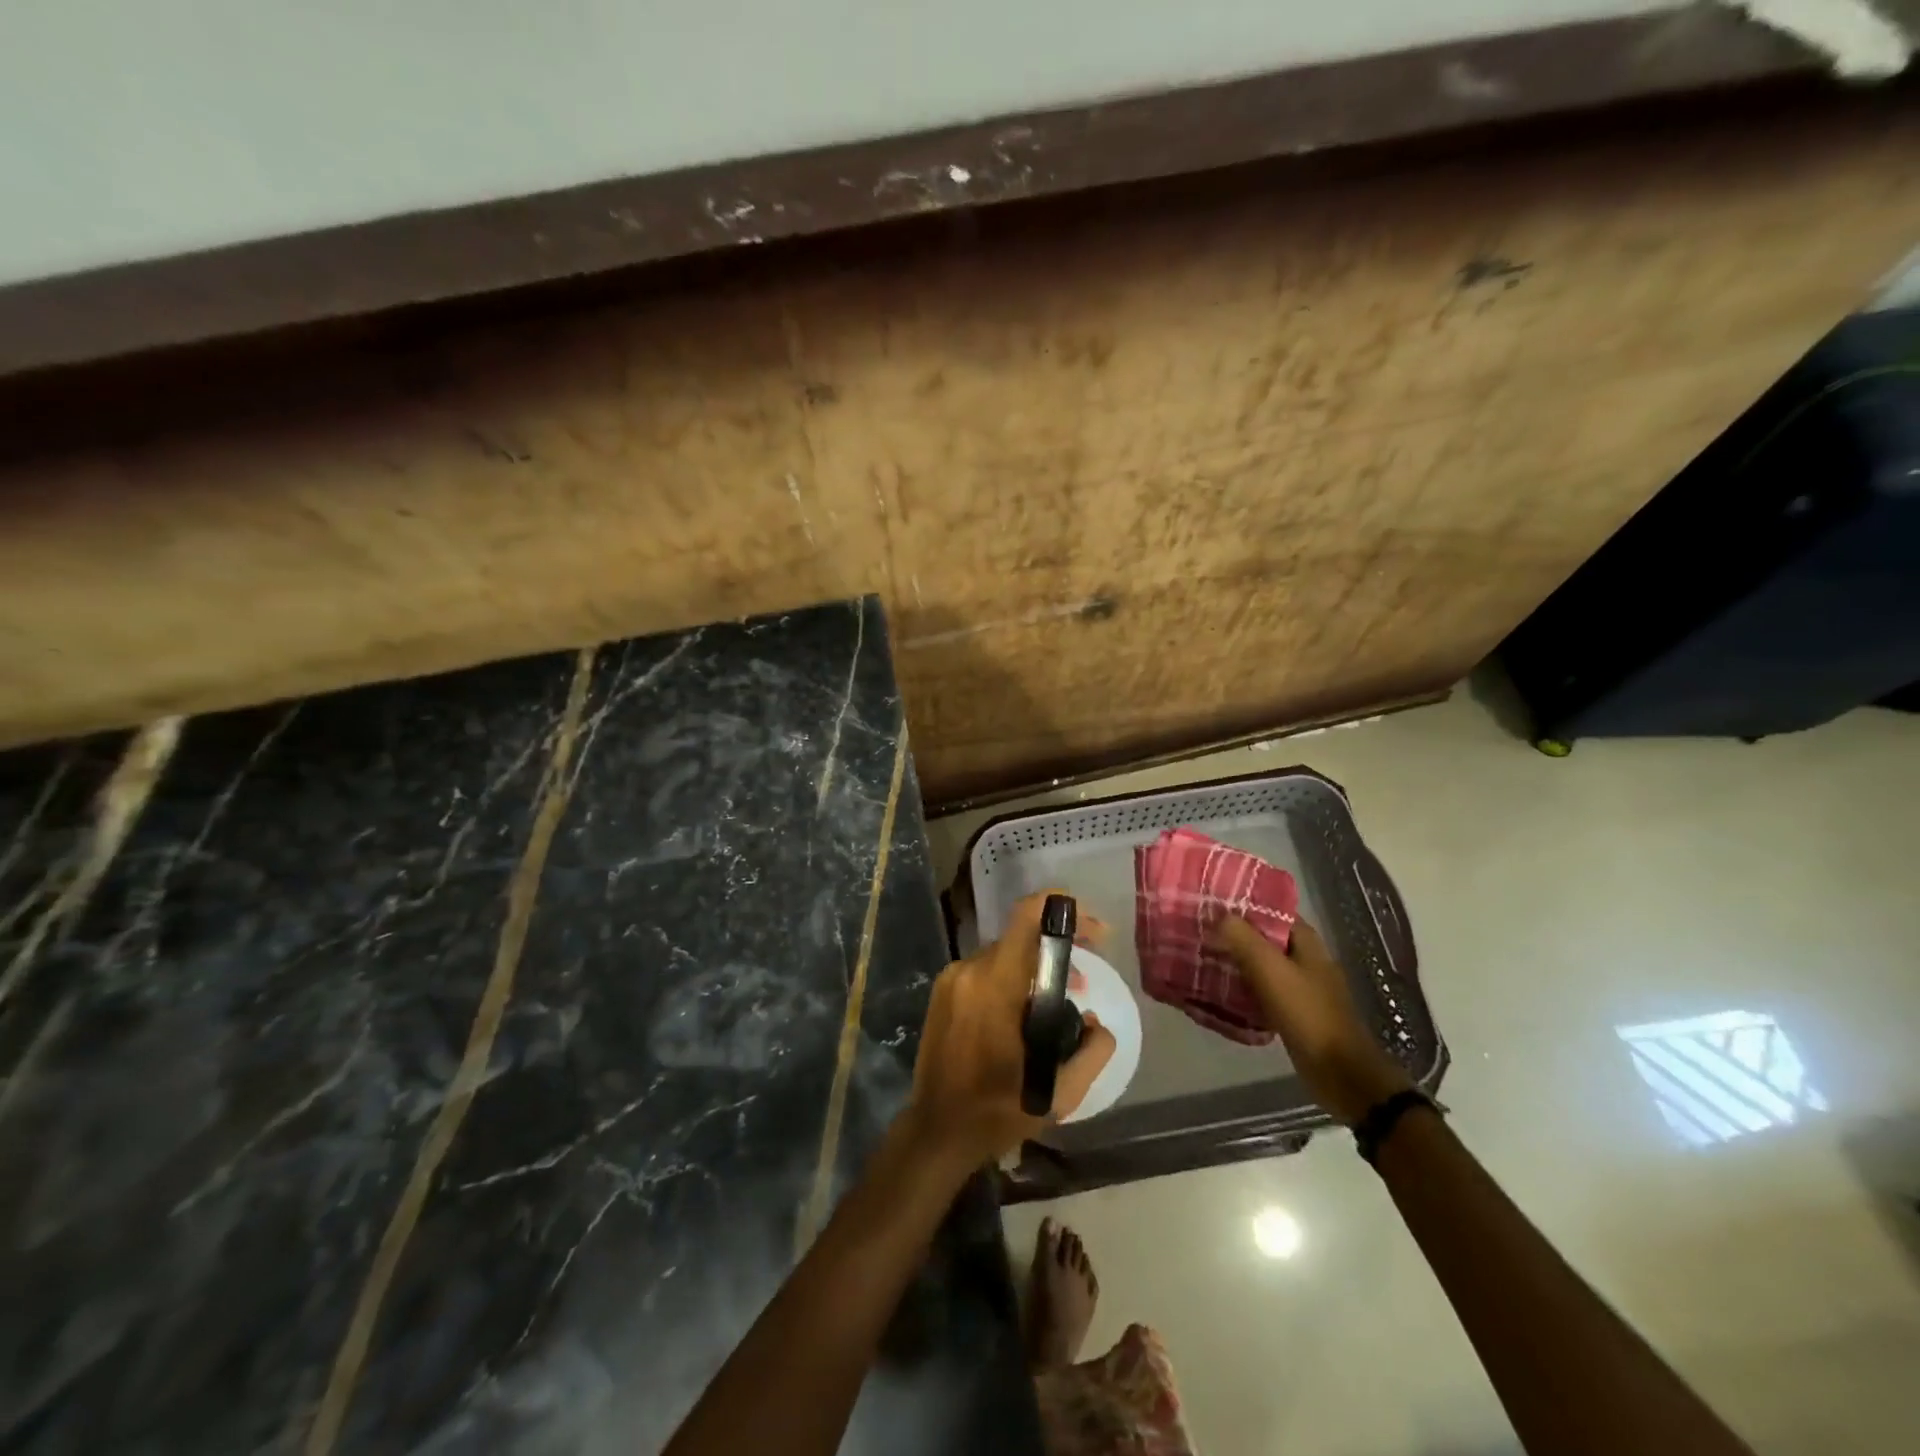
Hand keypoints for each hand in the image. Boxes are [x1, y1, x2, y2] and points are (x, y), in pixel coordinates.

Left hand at [907, 891, 1117, 1170]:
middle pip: (1020, 939)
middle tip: (1083, 983)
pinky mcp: (942, 992)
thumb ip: (1091, 1052)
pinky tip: (1022, 1014)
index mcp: (995, 985)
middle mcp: (969, 970)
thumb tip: (1097, 1022)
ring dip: (1033, 969)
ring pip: (1003, 956)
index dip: (1062, 908)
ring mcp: (951, 979)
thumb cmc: (997, 1112)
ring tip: (1056, 1004)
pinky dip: (1010, 980)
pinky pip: (985, 971)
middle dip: (1057, 951)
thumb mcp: (1058, 1093)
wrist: (936, 1131)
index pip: (1026, 918)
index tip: (1092, 928)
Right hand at [1214, 916, 1411, 1125]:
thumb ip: (1243, 938)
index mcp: (1306, 942)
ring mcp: (1301, 986)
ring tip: (1202, 956)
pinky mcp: (1293, 1011)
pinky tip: (1218, 989)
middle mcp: (1305, 958)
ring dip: (1236, 960)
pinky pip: (1262, 989)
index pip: (1271, 910)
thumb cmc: (1307, 1013)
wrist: (1339, 1072)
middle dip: (1234, 934)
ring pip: (1261, 964)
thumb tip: (1218, 913)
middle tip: (1199, 930)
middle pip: (1264, 937)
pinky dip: (1242, 986)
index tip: (1210, 904)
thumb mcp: (1270, 970)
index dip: (1242, 905)